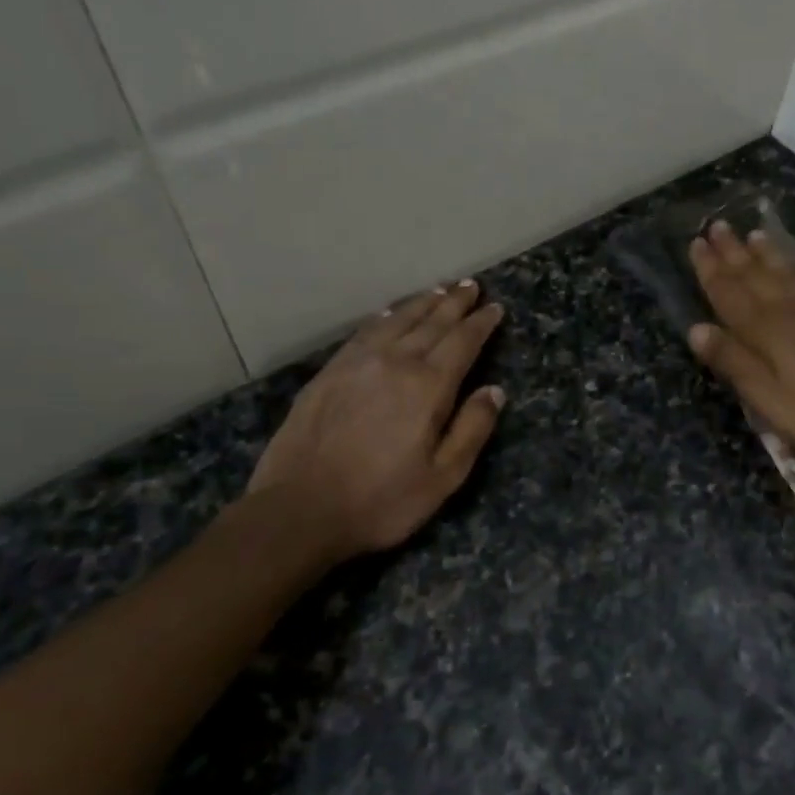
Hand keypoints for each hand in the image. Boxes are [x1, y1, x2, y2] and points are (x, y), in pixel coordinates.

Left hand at [247, 281, 506, 561]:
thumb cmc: (381, 500)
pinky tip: (390, 314)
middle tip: (471, 285)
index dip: (481, 323)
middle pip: (432, 322)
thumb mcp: (442, 477)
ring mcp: (357, 363)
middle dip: (455, 302)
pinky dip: (385, 317)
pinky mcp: (329, 372)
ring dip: (422, 303)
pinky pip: (364, 332)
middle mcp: (395, 362)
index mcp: (428, 387)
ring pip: (397, 321)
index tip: (494, 308)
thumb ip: (472, 429)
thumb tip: (495, 390)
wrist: (300, 509)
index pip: (462, 342)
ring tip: (440, 289)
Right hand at [687, 223, 794, 462]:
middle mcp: (794, 314)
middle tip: (718, 226)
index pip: (730, 295)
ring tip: (756, 235)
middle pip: (758, 278)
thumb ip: (733, 362)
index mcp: (767, 332)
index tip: (696, 243)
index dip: (711, 270)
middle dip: (735, 253)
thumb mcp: (766, 399)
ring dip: (772, 256)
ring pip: (793, 278)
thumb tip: (696, 329)